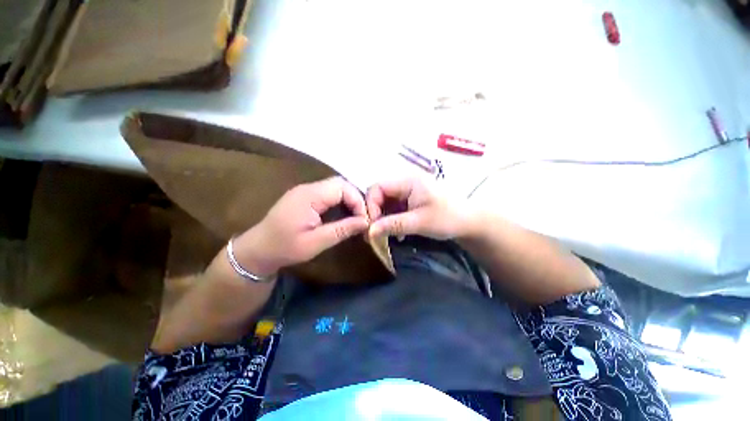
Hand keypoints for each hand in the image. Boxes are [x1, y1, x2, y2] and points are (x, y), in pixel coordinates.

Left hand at [231, 177, 369, 275]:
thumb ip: (342, 229)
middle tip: (362, 218)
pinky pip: (328, 193)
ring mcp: (305, 191)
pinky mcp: (304, 197)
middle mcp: (308, 188)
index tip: (364, 219)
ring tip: (355, 217)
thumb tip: (365, 222)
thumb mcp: (316, 242)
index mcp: (310, 196)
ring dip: (348, 200)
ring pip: (335, 188)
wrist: (257, 250)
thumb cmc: (285, 248)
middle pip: (340, 184)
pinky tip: (342, 214)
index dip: (358, 200)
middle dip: (355, 199)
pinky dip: (339, 202)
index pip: (342, 187)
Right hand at [366, 178, 477, 239]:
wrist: (469, 222)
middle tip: (377, 231)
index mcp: (408, 181)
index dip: (371, 205)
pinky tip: (398, 231)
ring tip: (388, 233)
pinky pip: (394, 207)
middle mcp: (405, 182)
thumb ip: (393, 225)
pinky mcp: (410, 200)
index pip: (377, 187)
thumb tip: (369, 232)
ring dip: (383, 218)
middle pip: (379, 194)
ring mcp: (408, 191)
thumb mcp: (420, 222)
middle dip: (376, 213)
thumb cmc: (448, 218)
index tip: (373, 225)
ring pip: (385, 202)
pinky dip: (391, 219)